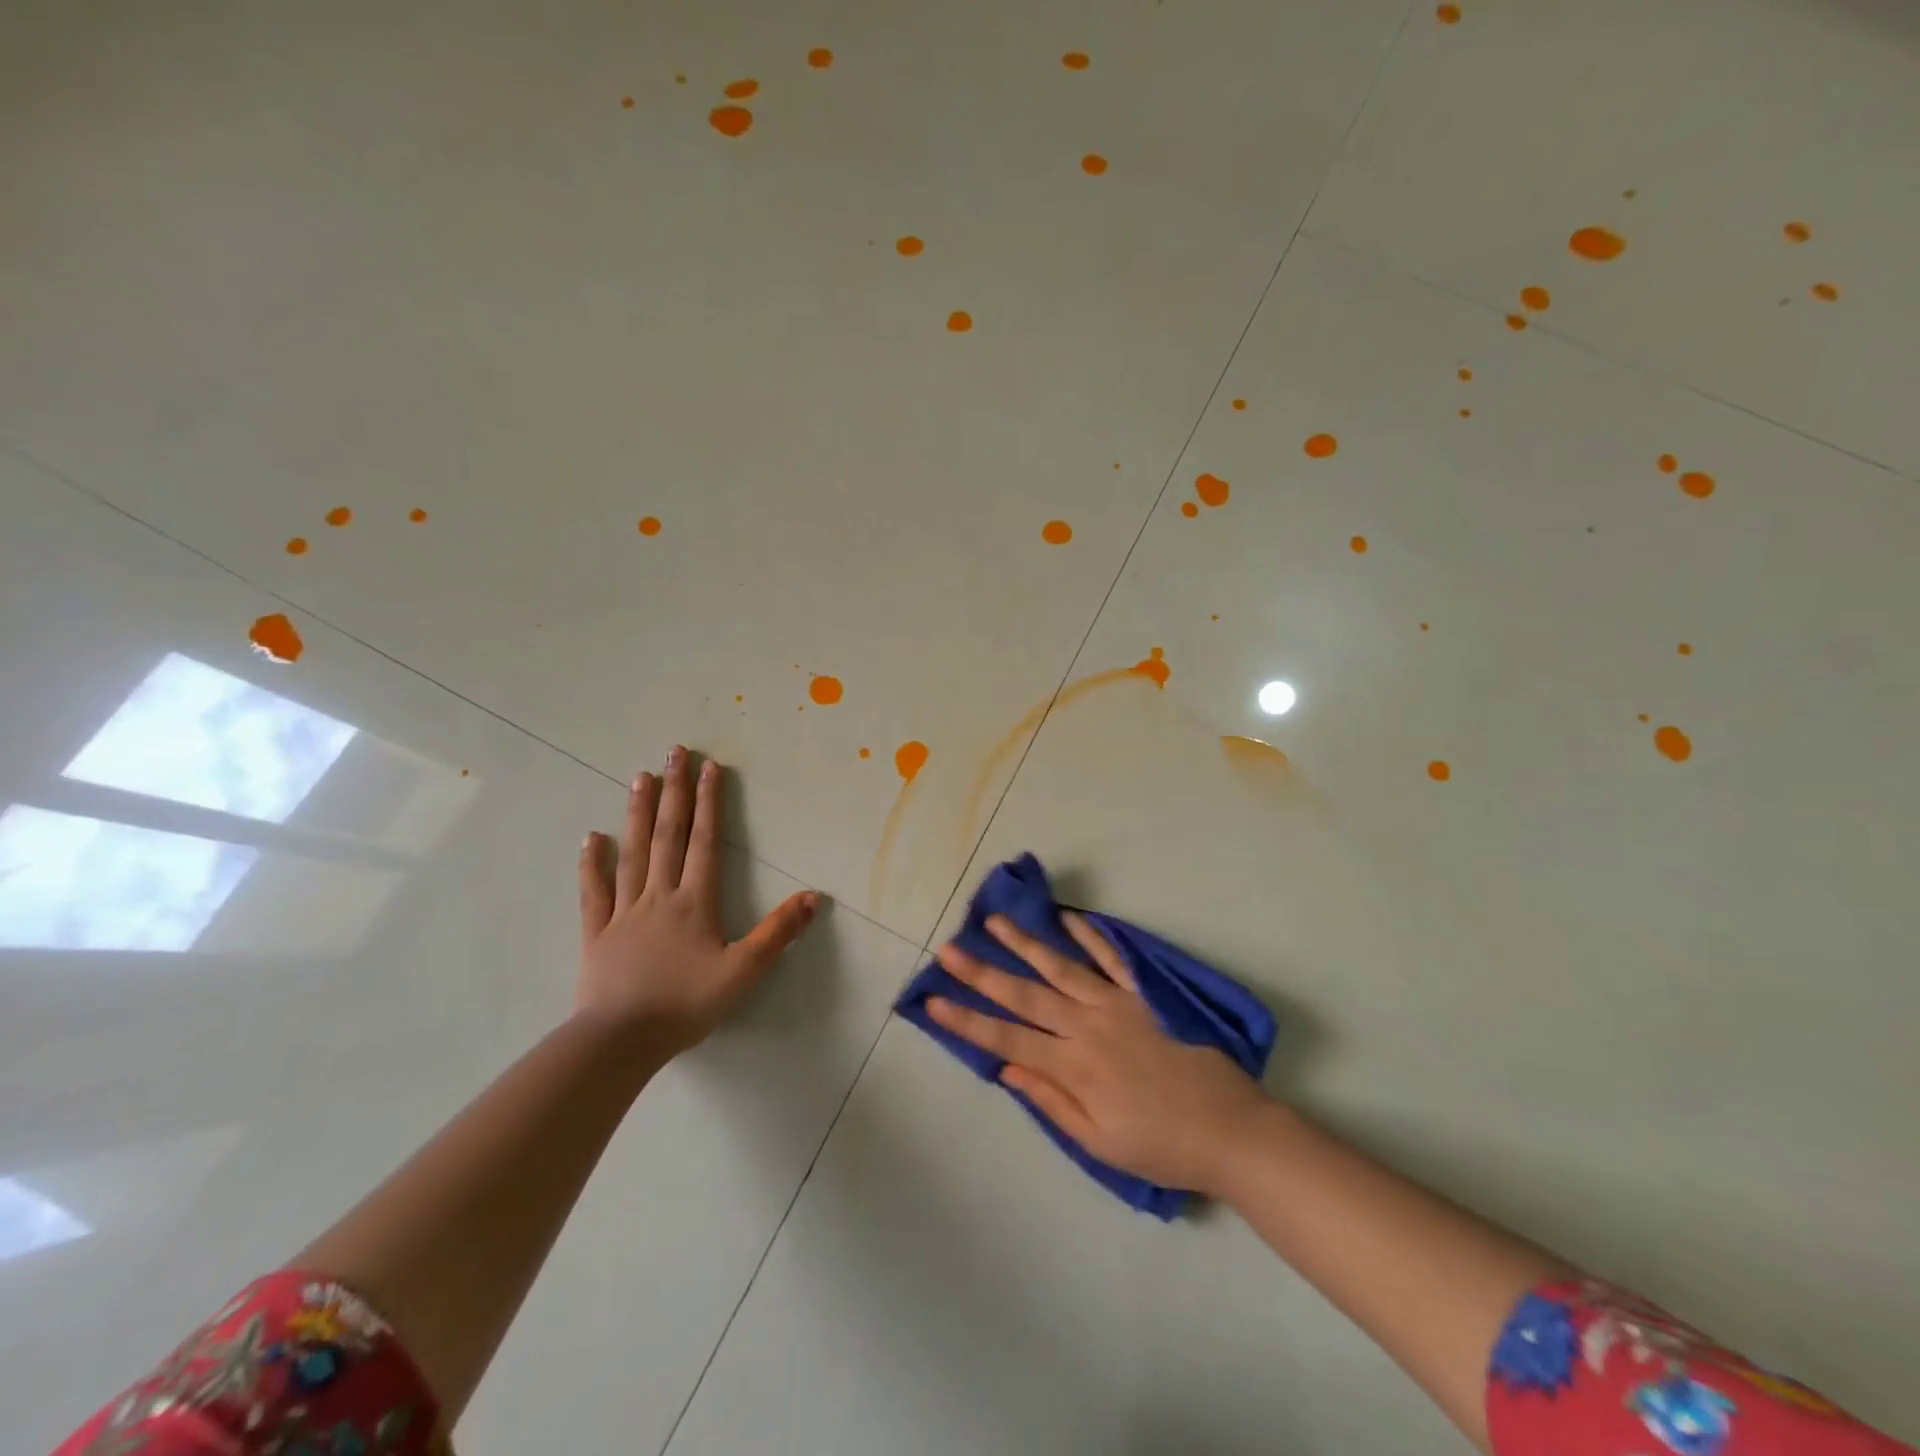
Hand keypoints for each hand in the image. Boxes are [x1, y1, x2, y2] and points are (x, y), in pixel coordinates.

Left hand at [576, 746, 820, 1055]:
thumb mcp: (744, 972)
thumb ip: (778, 933)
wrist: (620, 1041)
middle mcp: (659, 895)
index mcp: (695, 901)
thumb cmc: (686, 1004)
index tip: (709, 767)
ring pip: (633, 853)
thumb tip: (814, 896)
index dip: (709, 802)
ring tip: (640, 777)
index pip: (705, 841)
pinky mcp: (597, 933)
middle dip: (674, 791)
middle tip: (674, 752)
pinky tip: (592, 838)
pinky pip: (595, 892)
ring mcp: (624, 911)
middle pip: (668, 835)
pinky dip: (592, 864)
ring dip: (638, 813)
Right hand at [927, 913, 1269, 1195]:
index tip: (932, 1001)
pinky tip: (1067, 917)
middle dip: (982, 974)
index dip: (966, 1021)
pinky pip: (1113, 958)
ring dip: (1025, 944)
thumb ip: (1051, 1101)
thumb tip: (1007, 1068)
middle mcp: (1087, 1026)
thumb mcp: (1099, 1143)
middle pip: (1024, 996)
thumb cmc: (1161, 1145)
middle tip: (948, 950)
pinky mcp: (1145, 993)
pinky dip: (1089, 936)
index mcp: (1073, 1066)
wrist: (1230, 1130)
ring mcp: (1117, 1004)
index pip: (1006, 1039)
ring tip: (995, 922)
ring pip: (1061, 968)